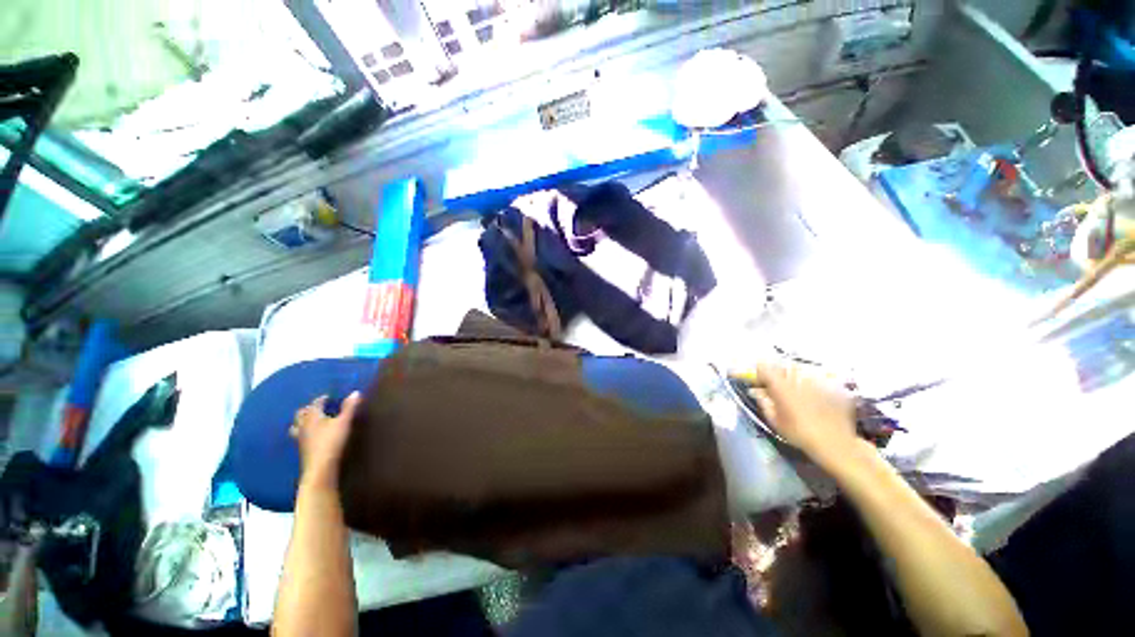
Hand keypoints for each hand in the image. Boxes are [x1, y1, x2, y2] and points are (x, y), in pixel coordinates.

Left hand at [290, 392, 360, 485]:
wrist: (320, 467)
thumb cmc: (332, 441)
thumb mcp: (344, 422)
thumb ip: (350, 407)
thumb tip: (355, 392)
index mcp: (313, 416)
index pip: (315, 404)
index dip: (321, 399)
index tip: (327, 397)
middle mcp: (303, 425)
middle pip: (301, 414)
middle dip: (308, 409)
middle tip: (317, 407)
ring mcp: (300, 438)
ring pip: (296, 425)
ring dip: (302, 421)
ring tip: (309, 420)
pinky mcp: (301, 448)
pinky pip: (298, 436)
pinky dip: (302, 432)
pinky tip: (309, 435)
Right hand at [748, 362, 858, 465]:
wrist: (836, 444)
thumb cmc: (800, 434)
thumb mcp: (775, 421)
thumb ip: (765, 403)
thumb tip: (758, 392)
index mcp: (781, 387)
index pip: (765, 369)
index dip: (760, 372)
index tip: (759, 379)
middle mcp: (798, 380)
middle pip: (784, 368)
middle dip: (778, 373)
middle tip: (776, 385)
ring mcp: (817, 383)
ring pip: (801, 373)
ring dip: (795, 378)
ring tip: (795, 391)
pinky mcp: (831, 388)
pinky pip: (818, 382)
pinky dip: (812, 386)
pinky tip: (813, 399)